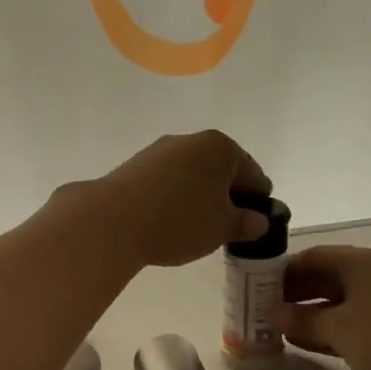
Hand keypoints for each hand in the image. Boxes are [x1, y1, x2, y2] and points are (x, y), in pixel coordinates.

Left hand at [90, 131, 271, 268]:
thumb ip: (246, 223)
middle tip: (228, 228)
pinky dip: (174, 199)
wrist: (112, 220)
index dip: (258, 200)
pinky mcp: (133, 167)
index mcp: (221, 147)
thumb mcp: (223, 228)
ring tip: (197, 229)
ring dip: (199, 198)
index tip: (256, 224)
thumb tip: (257, 221)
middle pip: (220, 171)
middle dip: (227, 197)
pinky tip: (169, 222)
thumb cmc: (180, 221)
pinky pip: (166, 183)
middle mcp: (190, 140)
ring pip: (191, 176)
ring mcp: (158, 151)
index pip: (253, 174)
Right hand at [269, 245, 370, 369]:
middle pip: (324, 276)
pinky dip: (329, 327)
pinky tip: (305, 342)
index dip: (282, 271)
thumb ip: (301, 319)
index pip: (312, 256)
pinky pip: (352, 318)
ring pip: (337, 300)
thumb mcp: (339, 330)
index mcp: (362, 262)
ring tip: (277, 329)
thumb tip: (271, 312)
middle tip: (262, 311)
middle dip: (293, 293)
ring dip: (309, 313)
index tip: (255, 289)